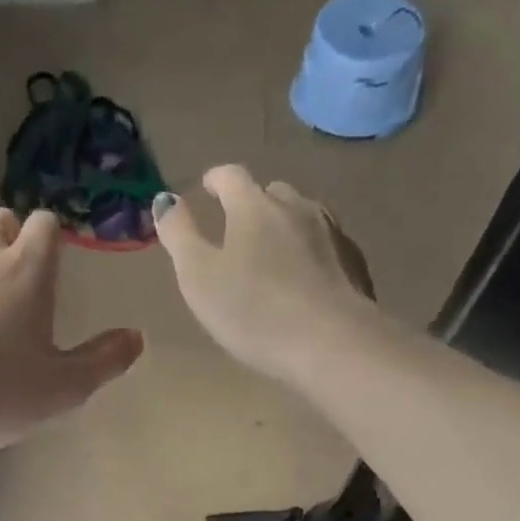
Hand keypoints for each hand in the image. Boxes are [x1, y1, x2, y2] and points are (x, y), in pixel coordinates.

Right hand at [152, 166, 380, 383]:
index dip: (215, 180)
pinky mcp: (355, 263)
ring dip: (285, 226)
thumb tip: (165, 199)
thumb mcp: (199, 277)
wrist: (332, 344)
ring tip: (273, 254)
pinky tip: (305, 279)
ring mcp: (332, 233)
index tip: (207, 189)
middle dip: (253, 204)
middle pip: (272, 192)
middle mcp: (297, 207)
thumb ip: (179, 235)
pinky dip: (311, 252)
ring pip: (303, 216)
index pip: (231, 176)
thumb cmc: (254, 312)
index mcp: (254, 207)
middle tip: (238, 230)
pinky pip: (326, 245)